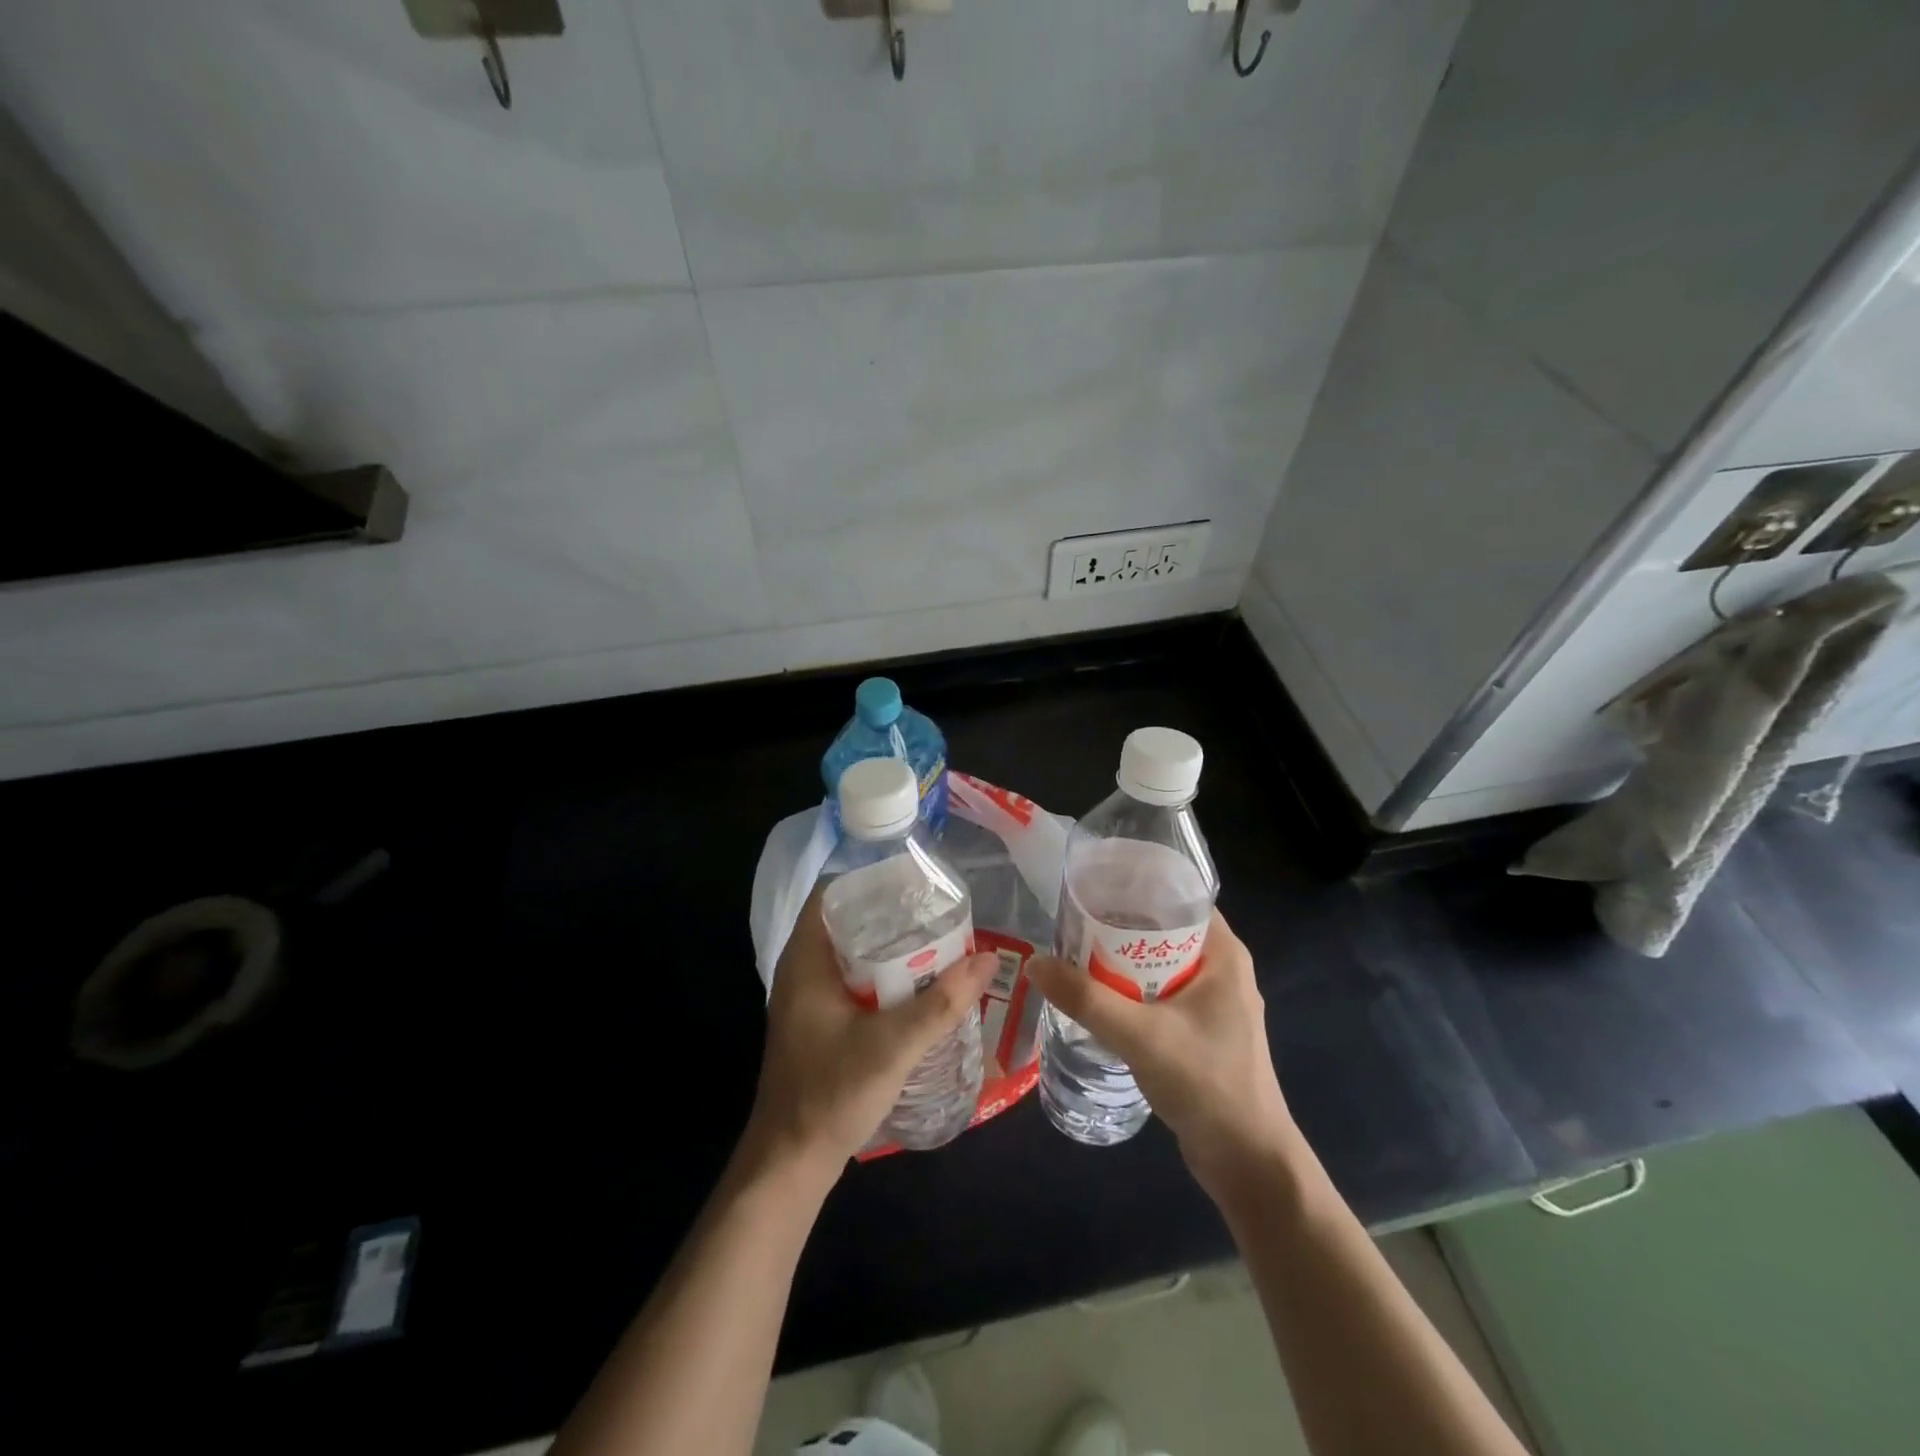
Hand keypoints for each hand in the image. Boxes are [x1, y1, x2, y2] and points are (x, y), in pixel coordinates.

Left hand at [743, 885, 999, 1187]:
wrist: (790, 1163)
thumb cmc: (831, 1093)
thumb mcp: (893, 1045)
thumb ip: (942, 1003)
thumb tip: (987, 958)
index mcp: (805, 960)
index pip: (832, 894)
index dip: (871, 879)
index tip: (914, 882)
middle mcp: (802, 971)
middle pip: (847, 921)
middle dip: (891, 914)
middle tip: (937, 912)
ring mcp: (808, 999)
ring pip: (852, 954)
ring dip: (889, 948)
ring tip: (936, 943)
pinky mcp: (818, 1024)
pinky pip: (853, 982)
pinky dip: (883, 977)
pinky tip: (917, 987)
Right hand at [1028, 909, 1296, 1198]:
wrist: (1248, 1163)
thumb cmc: (1207, 1084)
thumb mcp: (1142, 1036)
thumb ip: (1087, 999)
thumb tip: (1035, 963)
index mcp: (1224, 954)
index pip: (1180, 897)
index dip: (1138, 885)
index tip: (1094, 885)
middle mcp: (1221, 970)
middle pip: (1164, 929)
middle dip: (1120, 924)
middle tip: (1072, 920)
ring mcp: (1212, 1003)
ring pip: (1159, 964)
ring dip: (1121, 960)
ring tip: (1074, 952)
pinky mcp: (1200, 1031)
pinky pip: (1159, 994)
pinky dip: (1130, 990)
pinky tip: (1097, 996)